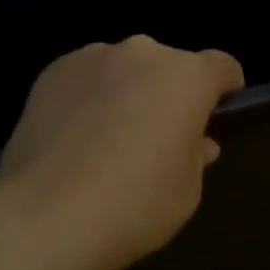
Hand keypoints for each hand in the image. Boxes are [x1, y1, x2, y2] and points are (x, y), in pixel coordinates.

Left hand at [0, 36, 244, 269]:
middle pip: (168, 66)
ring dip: (127, 91)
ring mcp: (93, 57)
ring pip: (124, 68)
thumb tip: (196, 141)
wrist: (45, 216)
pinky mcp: (53, 70)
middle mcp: (142, 53)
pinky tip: (75, 135)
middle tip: (156, 135)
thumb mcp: (186, 191)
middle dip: (169, 92)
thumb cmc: (133, 206)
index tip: (217, 111)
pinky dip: (89, 96)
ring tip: (108, 136)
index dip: (224, 87)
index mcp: (186, 77)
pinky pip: (86, 77)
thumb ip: (196, 154)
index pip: (221, 66)